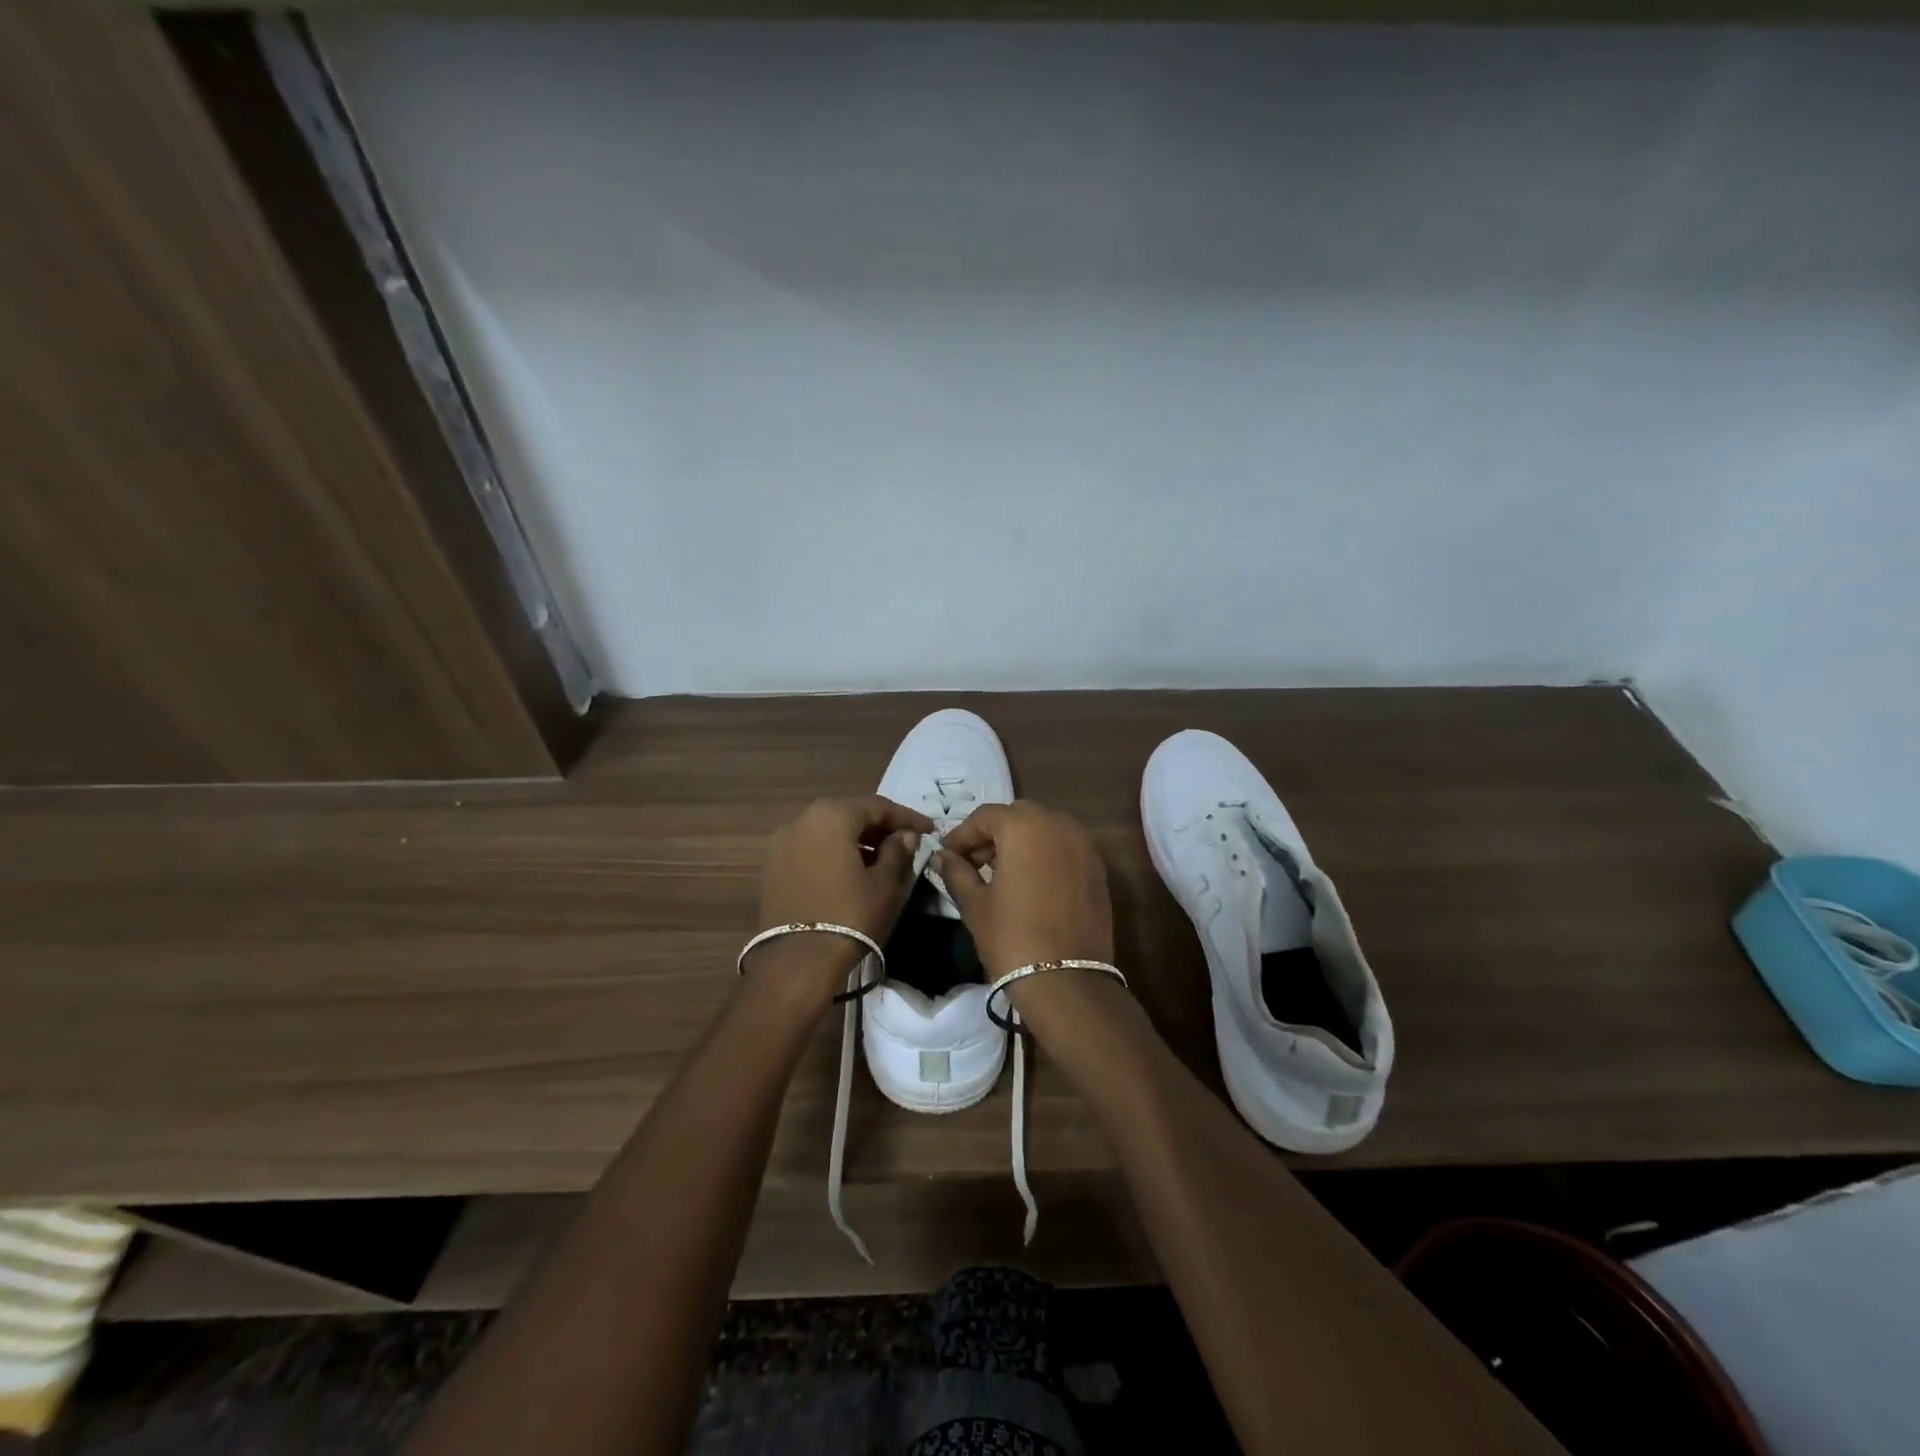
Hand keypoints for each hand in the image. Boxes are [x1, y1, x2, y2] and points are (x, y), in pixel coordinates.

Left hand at [750, 796, 934, 993]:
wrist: (797, 962)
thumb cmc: (849, 917)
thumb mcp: (884, 884)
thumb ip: (897, 852)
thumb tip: (906, 836)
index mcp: (830, 815)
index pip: (877, 806)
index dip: (906, 817)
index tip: (930, 830)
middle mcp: (801, 820)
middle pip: (849, 815)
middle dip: (879, 827)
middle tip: (907, 843)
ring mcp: (781, 844)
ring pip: (828, 832)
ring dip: (856, 841)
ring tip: (883, 860)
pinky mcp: (772, 867)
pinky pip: (811, 849)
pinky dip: (834, 854)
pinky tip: (853, 872)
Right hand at [938, 801, 1134, 1056]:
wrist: (1067, 980)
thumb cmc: (1012, 937)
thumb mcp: (975, 904)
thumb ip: (957, 872)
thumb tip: (943, 857)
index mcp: (1024, 826)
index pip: (985, 816)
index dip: (962, 835)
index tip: (947, 856)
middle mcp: (1058, 824)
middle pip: (1017, 816)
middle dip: (993, 834)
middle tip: (974, 863)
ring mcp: (1083, 844)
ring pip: (1044, 828)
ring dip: (1021, 841)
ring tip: (1001, 873)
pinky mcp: (1098, 867)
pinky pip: (1064, 847)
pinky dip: (1045, 854)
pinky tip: (1030, 883)